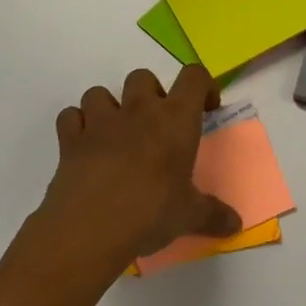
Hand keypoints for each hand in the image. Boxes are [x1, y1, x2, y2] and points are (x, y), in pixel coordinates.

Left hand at [24, 64, 242, 278]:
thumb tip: (236, 225)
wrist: (89, 229)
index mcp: (175, 119)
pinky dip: (77, 126)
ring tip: (117, 134)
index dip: (203, 86)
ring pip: (100, 92)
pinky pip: (70, 117)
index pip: (194, 77)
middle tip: (157, 125)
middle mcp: (138, 110)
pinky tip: (86, 146)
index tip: (206, 109)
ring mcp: (100, 122)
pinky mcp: (70, 140)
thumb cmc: (150, 213)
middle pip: (143, 77)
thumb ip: (213, 215)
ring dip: (109, 107)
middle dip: (151, 93)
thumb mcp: (189, 215)